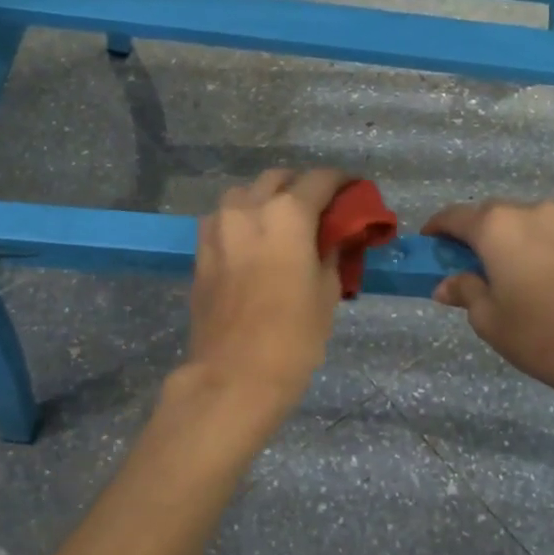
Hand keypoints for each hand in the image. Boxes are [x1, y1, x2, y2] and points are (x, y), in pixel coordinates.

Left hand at [180, 168, 347, 423]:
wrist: (233, 375)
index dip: (342, 183)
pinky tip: (254, 243)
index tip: (353, 192)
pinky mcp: (200, 251)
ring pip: (244, 194)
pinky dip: (242, 220)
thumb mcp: (326, 293)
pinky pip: (223, 219)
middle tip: (319, 210)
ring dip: (266, 199)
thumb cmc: (292, 337)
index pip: (320, 180)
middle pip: (278, 179)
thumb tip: (334, 237)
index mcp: (287, 213)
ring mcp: (218, 227)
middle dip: (301, 187)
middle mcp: (248, 208)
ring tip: (283, 225)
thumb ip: (331, 253)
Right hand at [423, 198, 553, 410]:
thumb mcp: (488, 319)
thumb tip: (447, 285)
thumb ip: (466, 292)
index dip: (438, 227)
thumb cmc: (537, 334)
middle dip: (475, 231)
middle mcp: (530, 213)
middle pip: (492, 213)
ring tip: (511, 257)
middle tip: (466, 259)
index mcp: (495, 227)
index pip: (455, 216)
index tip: (429, 241)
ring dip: (514, 230)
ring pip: (529, 215)